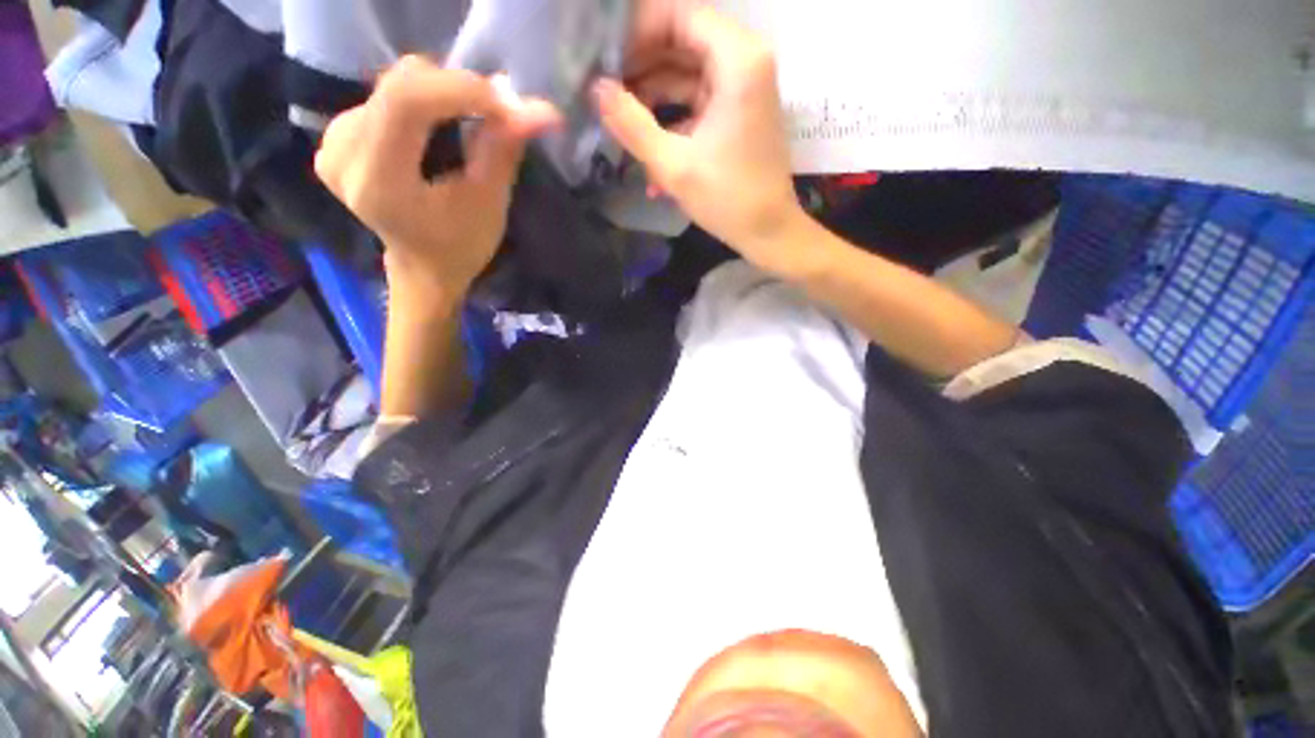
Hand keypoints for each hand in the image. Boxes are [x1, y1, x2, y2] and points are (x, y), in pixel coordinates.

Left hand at [315, 56, 558, 299]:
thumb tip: (541, 110)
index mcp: (377, 182)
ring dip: (444, 94)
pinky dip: (426, 99)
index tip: (508, 102)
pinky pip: (386, 94)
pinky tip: (446, 125)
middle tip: (500, 112)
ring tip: (477, 120)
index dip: (460, 89)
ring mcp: (333, 140)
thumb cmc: (460, 247)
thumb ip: (504, 151)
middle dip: (458, 90)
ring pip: (395, 84)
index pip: (406, 102)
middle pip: (400, 86)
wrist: (423, 268)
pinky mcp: (337, 133)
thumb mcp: (489, 204)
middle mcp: (342, 153)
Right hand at [597, 6, 804, 275]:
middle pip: (682, 40)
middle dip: (641, 63)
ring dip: (653, 91)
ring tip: (618, 114)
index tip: (604, 58)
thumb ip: (632, 124)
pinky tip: (646, 141)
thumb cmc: (726, 199)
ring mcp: (743, 86)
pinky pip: (697, 97)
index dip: (637, 31)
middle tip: (605, 86)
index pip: (678, 15)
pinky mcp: (738, 111)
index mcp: (737, 61)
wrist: (767, 231)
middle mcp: (745, 61)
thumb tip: (596, 90)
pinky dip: (672, 114)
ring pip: (687, 70)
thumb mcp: (673, 165)